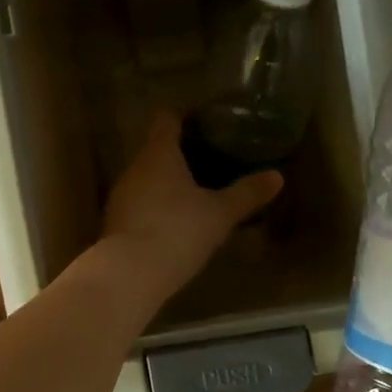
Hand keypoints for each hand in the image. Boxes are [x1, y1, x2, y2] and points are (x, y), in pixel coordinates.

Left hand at [97, 113, 281, 308]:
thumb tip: (277, 176)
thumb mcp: (220, 214)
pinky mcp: (114, 223)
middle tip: (207, 160)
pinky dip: (154, 207)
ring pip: (145, 179)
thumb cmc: (178, 230)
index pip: (166, 121)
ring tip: (192, 192)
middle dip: (178, 154)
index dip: (182, 118)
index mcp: (159, 154)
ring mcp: (120, 196)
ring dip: (165, 183)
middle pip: (155, 150)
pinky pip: (138, 204)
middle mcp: (134, 168)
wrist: (130, 273)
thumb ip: (247, 193)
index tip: (203, 122)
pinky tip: (172, 222)